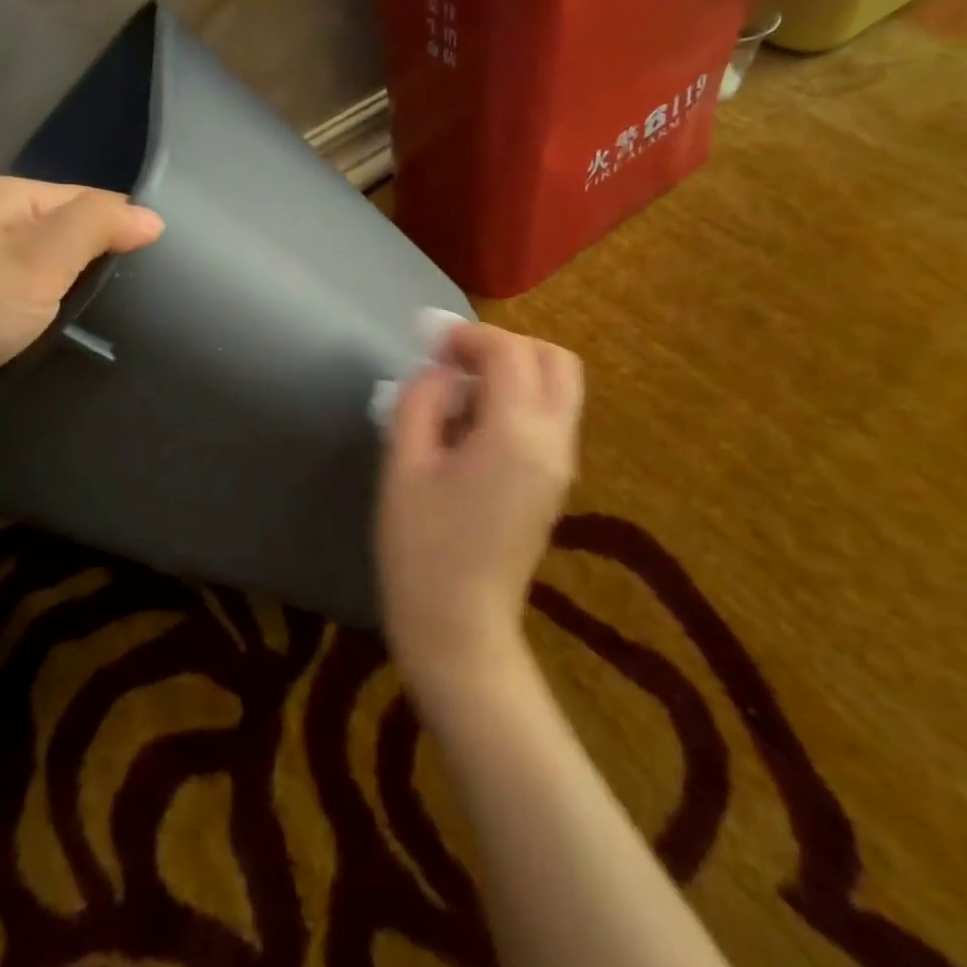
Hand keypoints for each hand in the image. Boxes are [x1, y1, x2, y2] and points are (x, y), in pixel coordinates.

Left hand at [0, 178, 162, 448]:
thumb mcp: (34, 262)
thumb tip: (152, 217)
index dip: (130, 231)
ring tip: (135, 325)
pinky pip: (40, 310)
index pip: (95, 202)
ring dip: (89, 299)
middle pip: (78, 239)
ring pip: (61, 278)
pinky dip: (63, 322)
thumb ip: (95, 229)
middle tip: (155, 305)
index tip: (167, 274)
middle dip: (111, 267)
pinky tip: (90, 342)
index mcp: (10, 199)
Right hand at [376, 323, 582, 694]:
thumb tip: (442, 372)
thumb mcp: (404, 464)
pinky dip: (521, 399)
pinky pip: (551, 417)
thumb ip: (421, 400)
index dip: (470, 336)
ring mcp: (562, 465)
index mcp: (517, 435)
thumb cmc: (420, 548)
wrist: (458, 630)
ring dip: (516, 371)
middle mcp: (555, 442)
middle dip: (506, 346)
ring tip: (461, 393)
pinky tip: (474, 425)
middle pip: (555, 360)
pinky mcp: (556, 483)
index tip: (431, 344)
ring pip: (560, 387)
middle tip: (456, 363)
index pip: (511, 352)